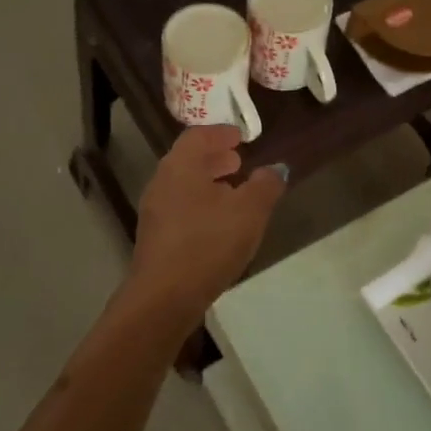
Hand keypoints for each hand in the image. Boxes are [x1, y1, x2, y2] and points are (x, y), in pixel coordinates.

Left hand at [130, 127, 286, 317]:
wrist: (165, 297)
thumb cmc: (208, 243)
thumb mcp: (249, 211)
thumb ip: (265, 185)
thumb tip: (275, 169)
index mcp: (181, 166)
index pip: (198, 136)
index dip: (220, 133)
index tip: (240, 137)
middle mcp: (162, 182)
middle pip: (188, 160)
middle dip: (214, 158)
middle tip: (238, 161)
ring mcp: (155, 211)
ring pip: (183, 185)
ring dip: (208, 183)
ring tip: (233, 192)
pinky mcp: (155, 237)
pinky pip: (180, 208)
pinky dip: (200, 204)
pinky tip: (218, 223)